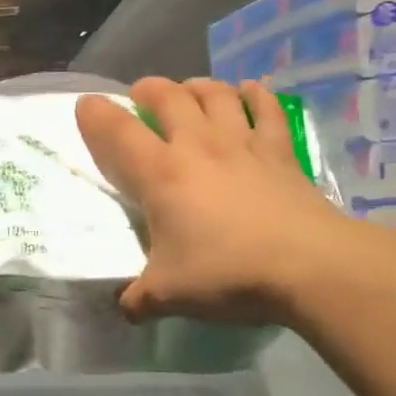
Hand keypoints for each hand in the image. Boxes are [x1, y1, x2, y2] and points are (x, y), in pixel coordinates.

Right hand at [76, 77, 357, 324]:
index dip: (96, 114)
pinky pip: (267, 109)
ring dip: (197, 86)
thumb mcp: (168, 294)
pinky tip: (250, 91)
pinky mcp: (280, 151)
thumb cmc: (228, 272)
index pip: (118, 132)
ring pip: (216, 94)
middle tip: (141, 95)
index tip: (86, 105)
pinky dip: (255, 95)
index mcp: (161, 174)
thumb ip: (138, 299)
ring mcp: (243, 143)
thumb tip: (124, 309)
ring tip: (189, 90)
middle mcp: (198, 146)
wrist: (309, 266)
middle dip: (149, 89)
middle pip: (168, 97)